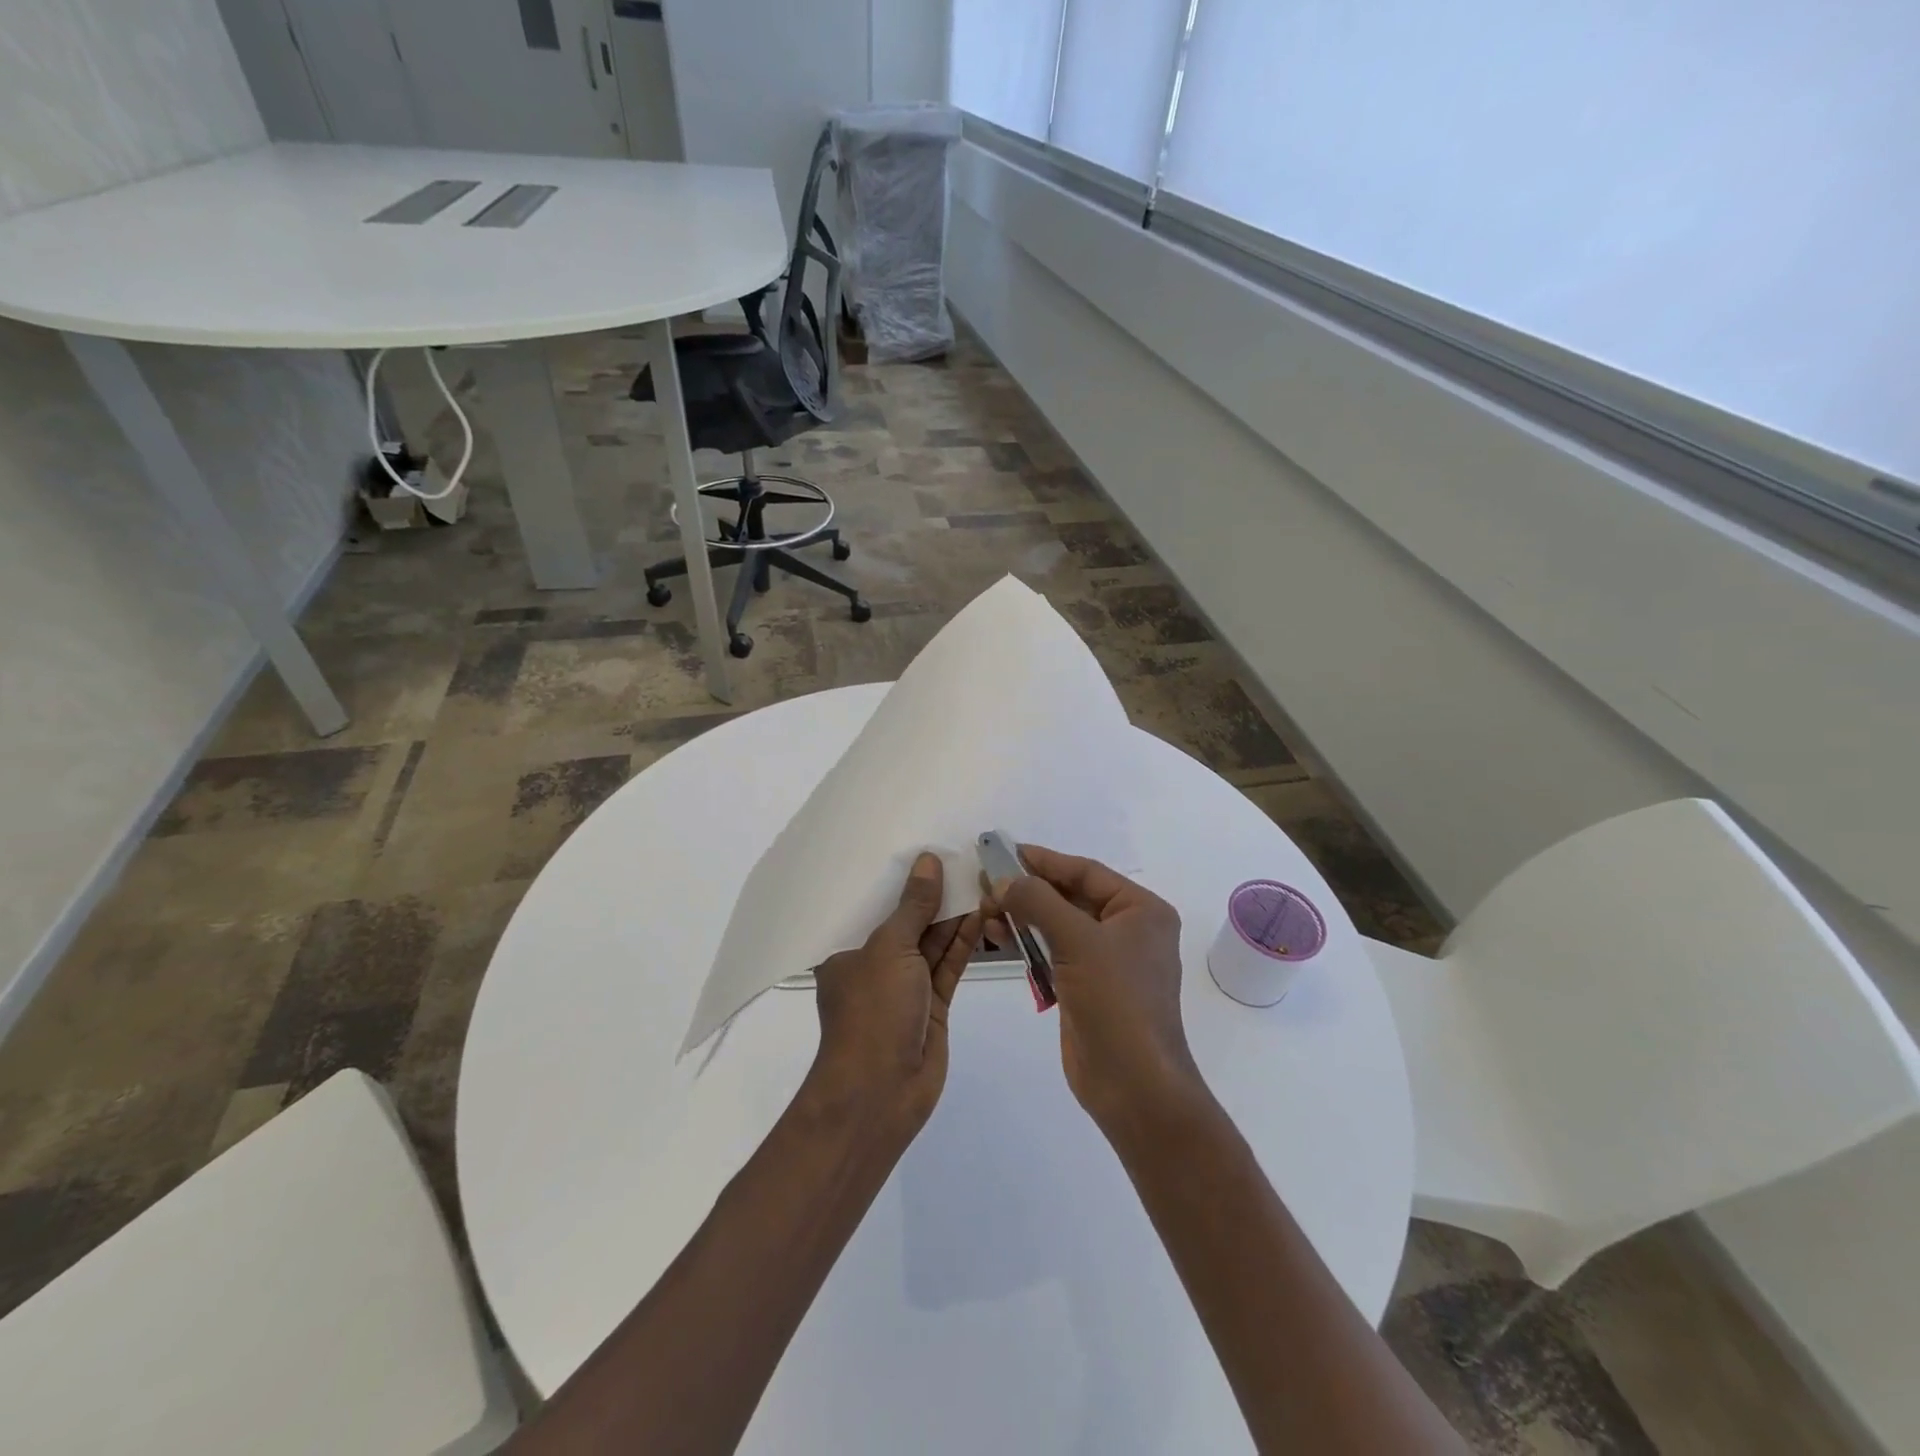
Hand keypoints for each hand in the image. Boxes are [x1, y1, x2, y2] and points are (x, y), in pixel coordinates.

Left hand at [810, 852, 981, 1140]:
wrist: (881, 1092)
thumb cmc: (872, 1011)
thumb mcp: (889, 949)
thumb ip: (913, 906)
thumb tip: (927, 861)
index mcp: (848, 949)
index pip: (873, 904)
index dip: (899, 877)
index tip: (923, 846)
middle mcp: (876, 963)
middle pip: (908, 920)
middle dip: (934, 893)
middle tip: (963, 857)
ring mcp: (906, 985)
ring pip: (933, 941)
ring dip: (955, 914)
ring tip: (980, 878)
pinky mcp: (933, 1004)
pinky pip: (949, 964)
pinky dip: (965, 941)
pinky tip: (983, 912)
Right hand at [991, 845, 1208, 1140]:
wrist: (1134, 1085)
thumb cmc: (1116, 1002)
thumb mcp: (1078, 941)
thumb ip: (1038, 901)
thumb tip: (1002, 880)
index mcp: (1141, 910)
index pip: (1086, 872)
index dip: (1043, 860)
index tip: (1004, 851)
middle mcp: (1128, 930)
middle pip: (1070, 896)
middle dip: (1028, 890)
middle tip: (986, 881)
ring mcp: (1107, 960)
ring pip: (1058, 925)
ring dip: (1023, 916)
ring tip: (985, 910)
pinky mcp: (1087, 986)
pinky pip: (1054, 952)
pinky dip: (1028, 943)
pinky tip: (998, 937)